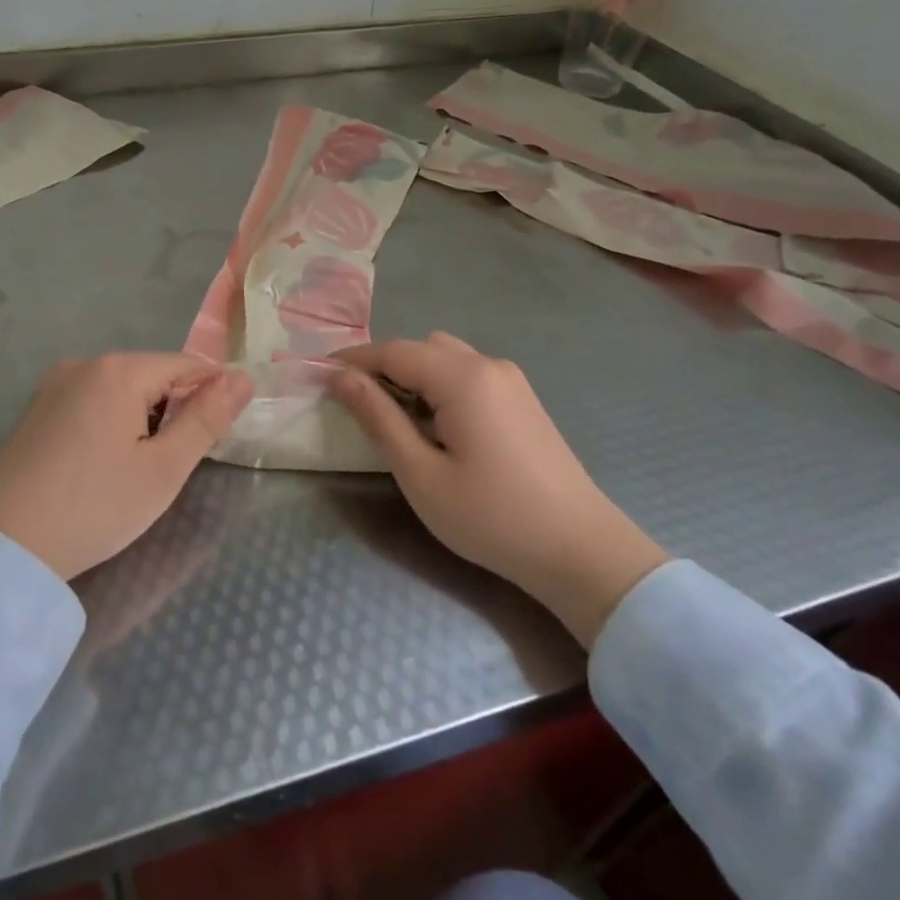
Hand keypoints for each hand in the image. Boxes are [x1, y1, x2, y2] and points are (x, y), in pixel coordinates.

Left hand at [0, 354, 252, 581]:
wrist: (3, 547)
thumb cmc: (95, 508)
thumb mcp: (164, 469)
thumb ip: (207, 419)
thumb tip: (243, 378)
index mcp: (119, 370)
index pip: (186, 365)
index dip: (211, 396)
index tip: (220, 435)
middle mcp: (85, 364)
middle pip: (152, 374)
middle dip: (175, 408)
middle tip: (174, 463)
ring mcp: (55, 384)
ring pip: (122, 389)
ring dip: (144, 417)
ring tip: (140, 468)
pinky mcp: (36, 409)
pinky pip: (92, 401)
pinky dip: (112, 422)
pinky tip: (105, 463)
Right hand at [329, 332, 668, 645]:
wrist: (580, 551)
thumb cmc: (491, 517)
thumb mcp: (420, 473)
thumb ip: (378, 418)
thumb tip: (340, 378)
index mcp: (463, 377)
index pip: (394, 351)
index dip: (353, 360)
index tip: (319, 376)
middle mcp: (489, 365)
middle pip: (422, 348)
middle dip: (383, 367)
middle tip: (356, 405)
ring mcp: (512, 381)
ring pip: (447, 358)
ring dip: (413, 376)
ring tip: (394, 419)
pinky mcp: (524, 401)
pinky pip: (469, 375)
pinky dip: (440, 387)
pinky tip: (436, 427)